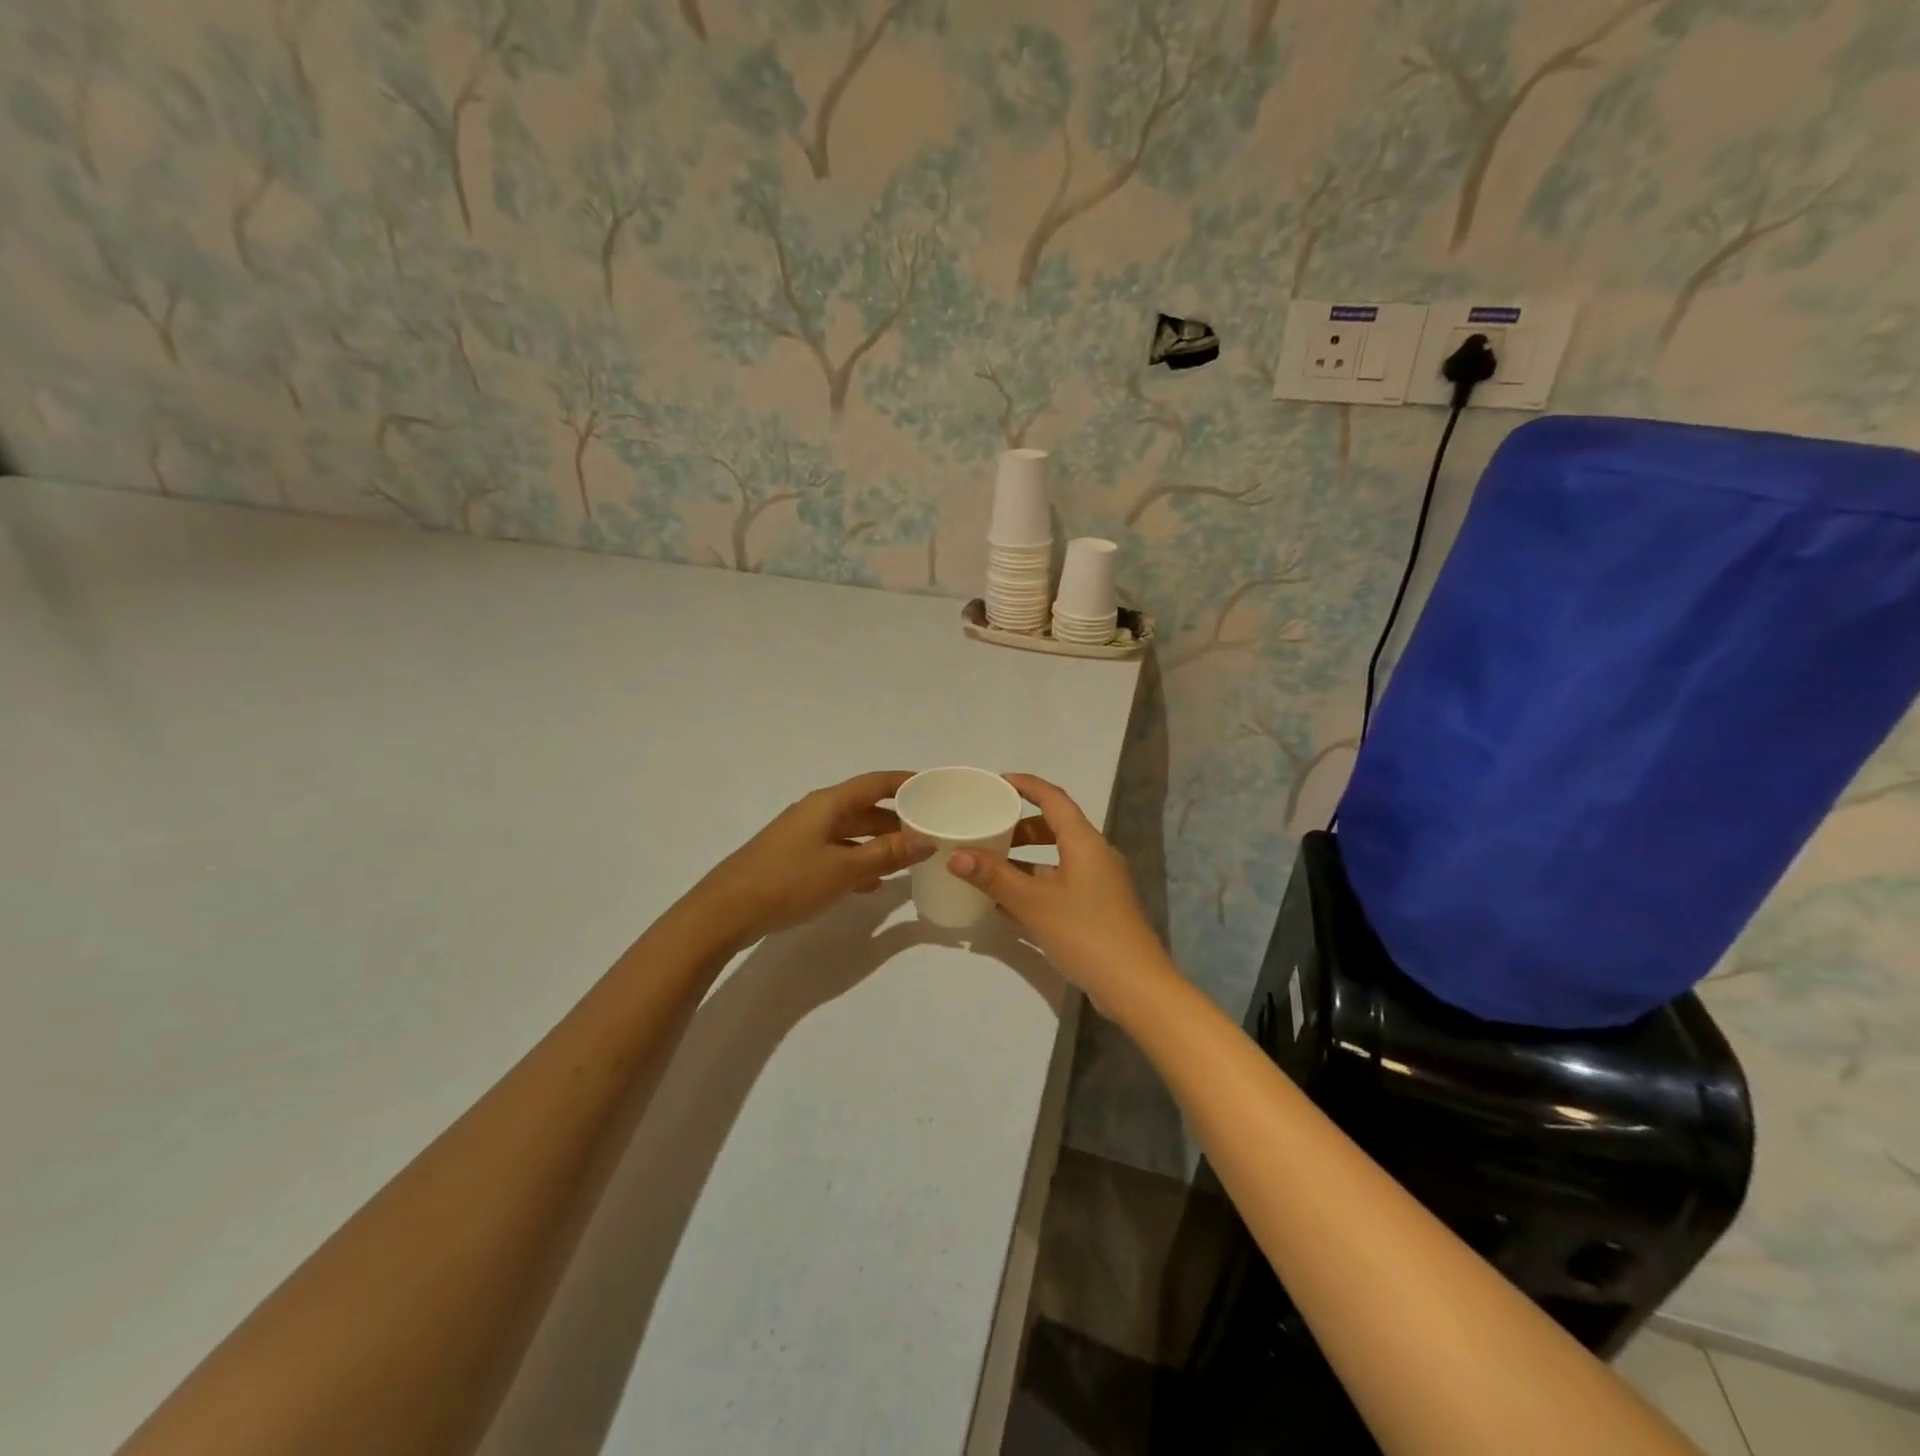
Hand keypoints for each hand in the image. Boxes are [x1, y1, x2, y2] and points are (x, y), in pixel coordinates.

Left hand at [688, 770, 934, 950]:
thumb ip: (887, 854)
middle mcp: (817, 812)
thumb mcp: (845, 869)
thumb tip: (926, 839)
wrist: (726, 911)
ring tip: (909, 858)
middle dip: (897, 818)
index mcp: (829, 804)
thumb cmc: (788, 881)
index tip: (935, 788)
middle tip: (930, 830)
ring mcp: (803, 835)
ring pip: (851, 832)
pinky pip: (837, 852)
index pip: (876, 783)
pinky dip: (858, 861)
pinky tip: (873, 884)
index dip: (906, 783)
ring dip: (879, 842)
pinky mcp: (794, 859)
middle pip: (865, 807)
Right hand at [948, 774, 1175, 1014]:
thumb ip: (994, 878)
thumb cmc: (1086, 933)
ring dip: (1025, 859)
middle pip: (1054, 828)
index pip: (1053, 799)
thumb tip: (956, 856)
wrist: (1135, 986)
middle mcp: (1095, 855)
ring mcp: (1099, 883)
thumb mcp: (1034, 903)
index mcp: (1084, 842)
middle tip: (986, 830)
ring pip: (1056, 858)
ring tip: (988, 866)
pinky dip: (1035, 884)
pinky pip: (1061, 883)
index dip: (1026, 786)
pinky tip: (1006, 903)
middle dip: (1020, 827)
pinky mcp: (1097, 908)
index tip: (997, 783)